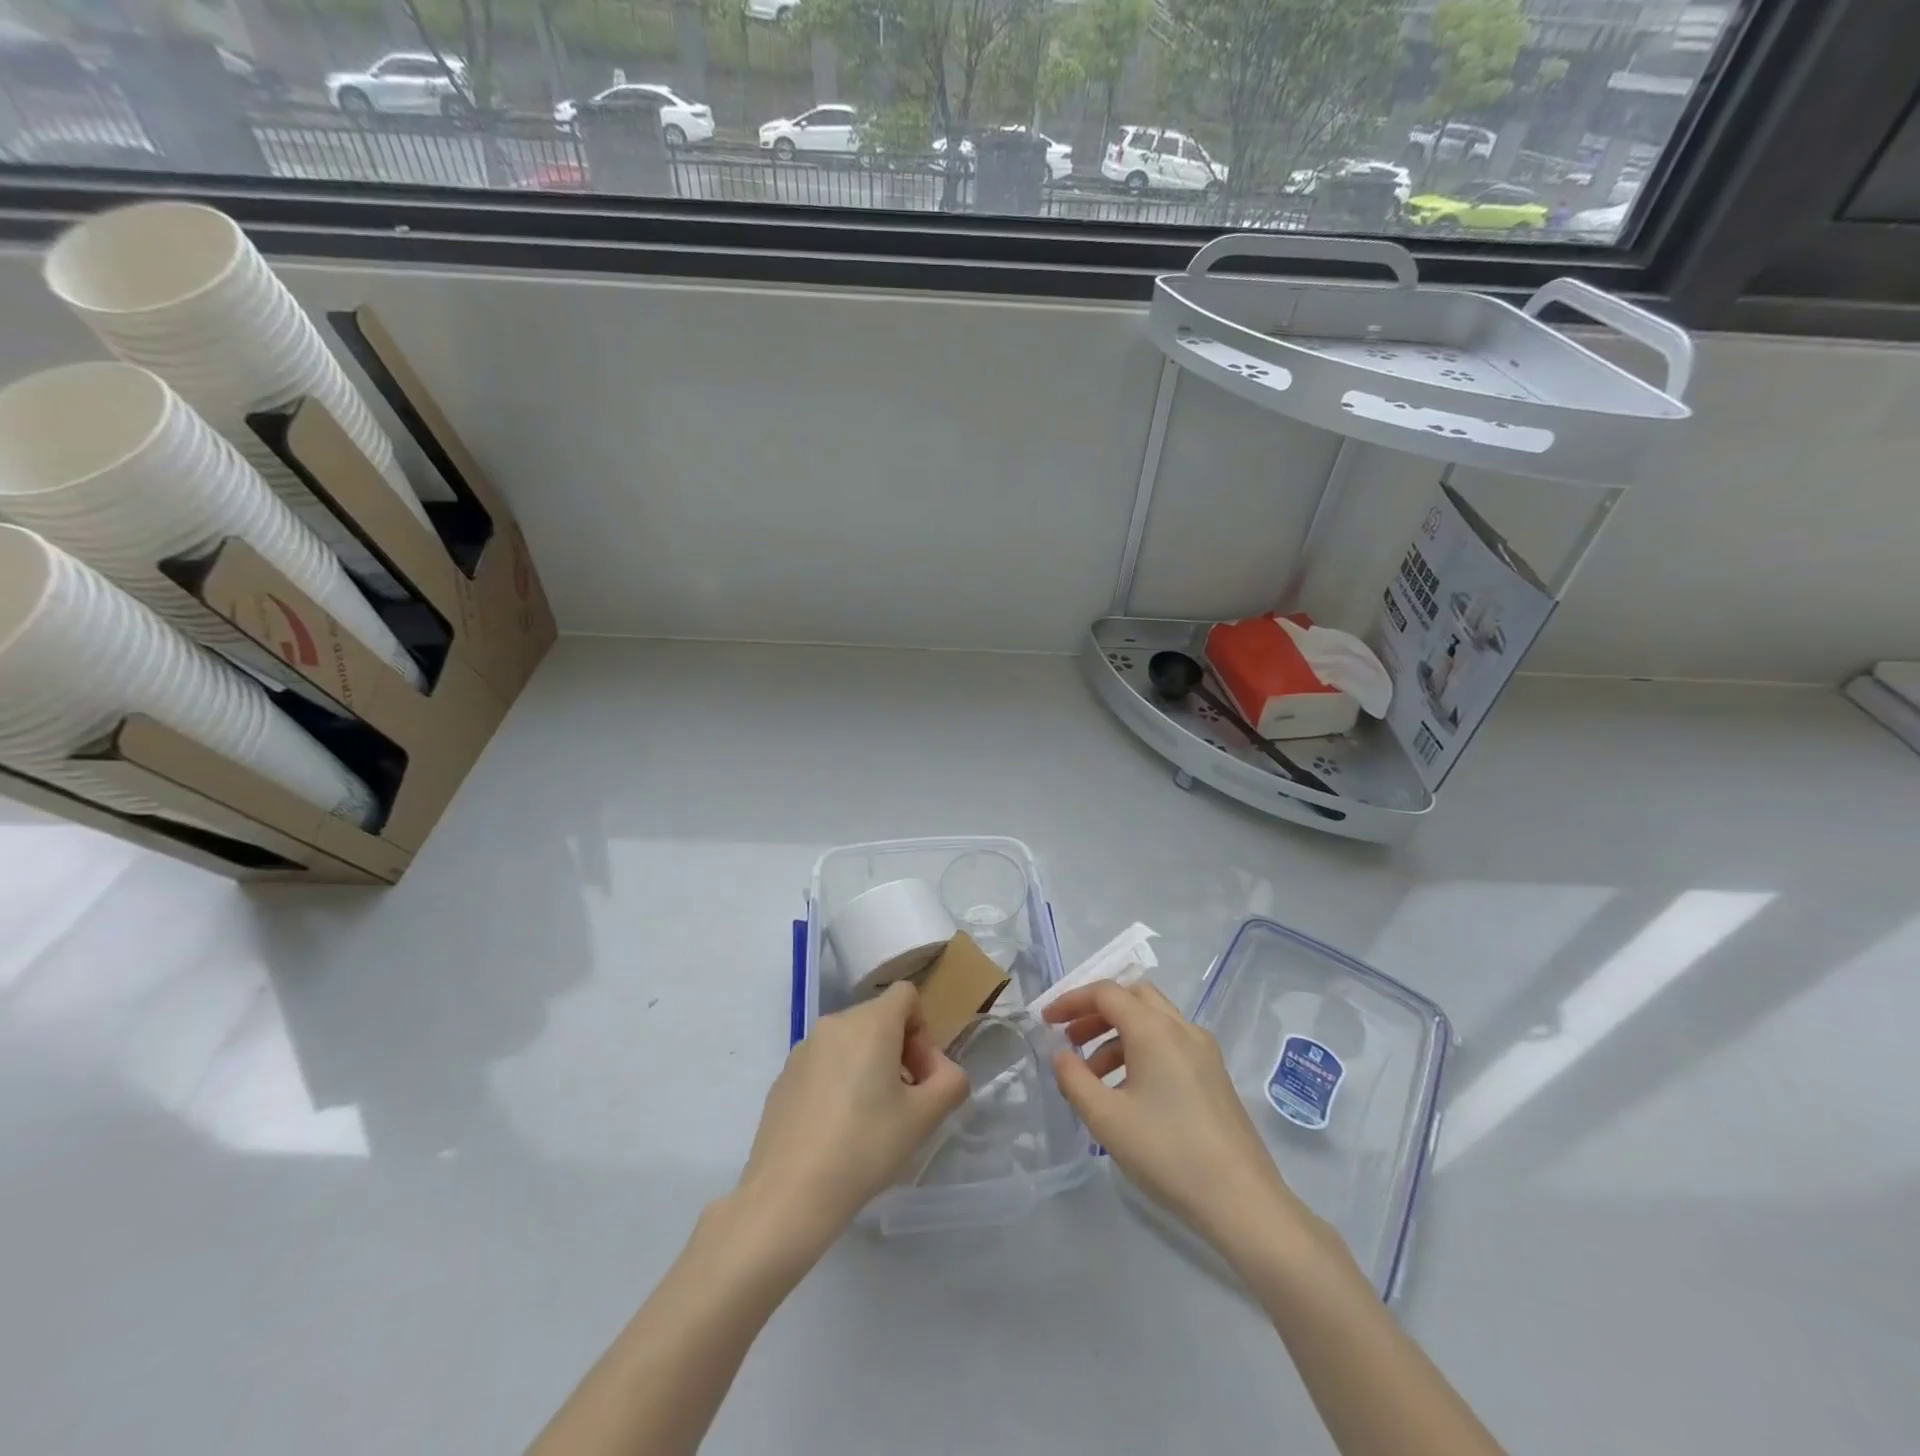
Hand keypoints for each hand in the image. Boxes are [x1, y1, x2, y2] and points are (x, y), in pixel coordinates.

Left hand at [735, 982, 967, 1257]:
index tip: (920, 1076)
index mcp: (870, 1022)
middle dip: (899, 1051)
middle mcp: (834, 1024)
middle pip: (879, 1018)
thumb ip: (950, 1083)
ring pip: (850, 1042)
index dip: (923, 1030)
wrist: (789, 1194)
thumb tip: (944, 1073)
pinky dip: (839, 1081)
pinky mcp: (784, 1076)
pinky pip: (824, 1063)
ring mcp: (803, 1048)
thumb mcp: (924, 1118)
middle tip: (905, 1102)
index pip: (906, 995)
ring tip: (871, 1119)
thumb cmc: (864, 1147)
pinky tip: (837, 1130)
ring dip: (869, 1066)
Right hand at [1045, 979, 1326, 1262]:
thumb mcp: (1106, 1118)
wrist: (1242, 1200)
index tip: (1046, 1021)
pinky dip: (1140, 1050)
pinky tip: (1127, 1091)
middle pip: (1132, 997)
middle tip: (1070, 1038)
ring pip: (1152, 1020)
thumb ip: (1074, 1079)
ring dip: (1117, 1034)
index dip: (1071, 1001)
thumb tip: (1061, 1054)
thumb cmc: (1167, 1152)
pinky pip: (1169, 1043)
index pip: (1106, 993)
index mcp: (1154, 1029)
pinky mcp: (1214, 1075)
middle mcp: (1181, 1028)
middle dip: (1096, 1012)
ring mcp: (1203, 1051)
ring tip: (1092, 1074)